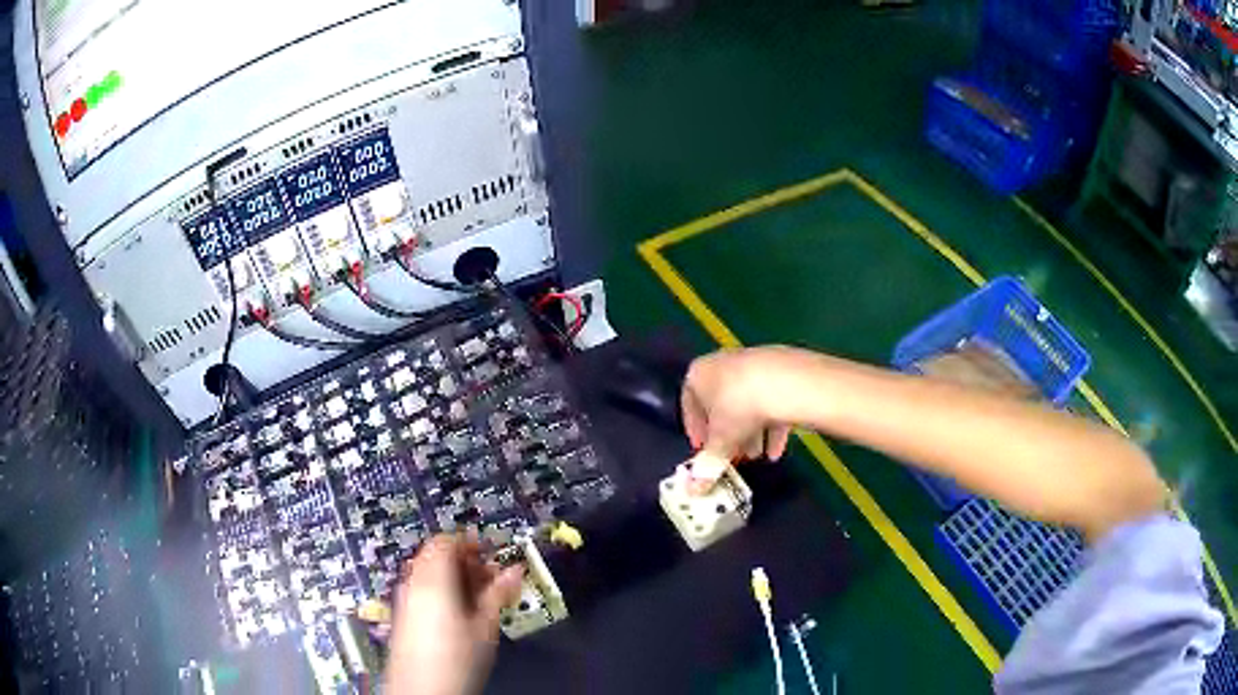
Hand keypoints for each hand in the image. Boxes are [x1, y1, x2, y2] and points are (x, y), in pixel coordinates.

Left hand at [384, 534, 523, 694]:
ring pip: (429, 573)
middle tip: (492, 578)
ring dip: (455, 578)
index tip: (491, 554)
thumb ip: (498, 593)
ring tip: (482, 598)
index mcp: (433, 578)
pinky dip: (442, 591)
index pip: (445, 541)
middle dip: (466, 562)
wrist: (422, 690)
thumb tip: (516, 569)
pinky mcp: (404, 616)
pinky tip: (462, 614)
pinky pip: (423, 589)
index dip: (470, 542)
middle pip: (436, 556)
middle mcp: (413, 582)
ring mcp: (405, 599)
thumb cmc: (457, 658)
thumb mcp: (485, 626)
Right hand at [680, 346, 797, 464]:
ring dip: (750, 432)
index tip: (704, 451)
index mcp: (698, 374)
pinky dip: (770, 423)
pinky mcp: (779, 368)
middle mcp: (722, 363)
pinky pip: (769, 398)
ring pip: (747, 402)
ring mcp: (752, 363)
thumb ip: (707, 466)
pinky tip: (776, 449)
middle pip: (721, 404)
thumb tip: (694, 490)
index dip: (696, 431)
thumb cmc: (738, 408)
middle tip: (734, 456)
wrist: (785, 382)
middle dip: (728, 434)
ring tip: (757, 456)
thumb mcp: (719, 442)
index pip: (689, 405)